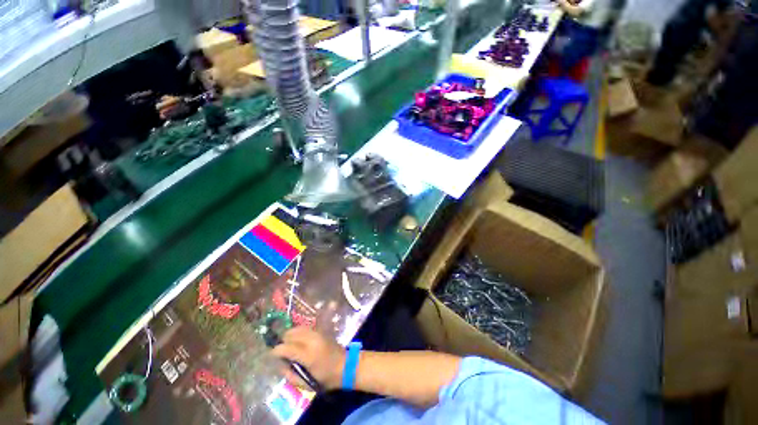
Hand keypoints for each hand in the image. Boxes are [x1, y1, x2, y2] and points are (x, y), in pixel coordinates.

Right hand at [270, 327, 345, 390]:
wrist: (345, 365)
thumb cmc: (325, 378)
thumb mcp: (305, 383)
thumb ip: (290, 374)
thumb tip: (280, 364)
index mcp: (308, 354)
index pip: (286, 347)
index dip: (276, 351)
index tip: (271, 355)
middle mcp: (312, 340)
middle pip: (291, 334)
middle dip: (283, 341)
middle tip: (282, 351)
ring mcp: (317, 333)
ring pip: (298, 328)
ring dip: (290, 335)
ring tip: (289, 345)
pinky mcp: (321, 330)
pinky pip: (305, 327)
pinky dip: (298, 332)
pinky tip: (298, 341)